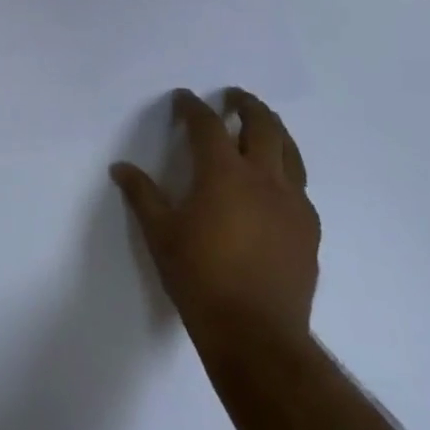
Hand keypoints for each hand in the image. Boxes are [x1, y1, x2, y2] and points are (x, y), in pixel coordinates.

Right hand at [112, 88, 319, 346]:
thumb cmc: (199, 277)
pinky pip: (299, 185)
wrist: (255, 333)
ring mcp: (293, 203)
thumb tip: (121, 168)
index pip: (208, 125)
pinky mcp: (309, 228)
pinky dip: (286, 170)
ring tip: (262, 126)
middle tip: (234, 97)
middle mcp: (263, 178)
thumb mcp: (160, 233)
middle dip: (246, 105)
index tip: (184, 99)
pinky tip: (275, 184)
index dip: (193, 107)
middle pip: (262, 126)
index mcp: (223, 173)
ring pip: (290, 151)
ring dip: (274, 130)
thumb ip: (142, 195)